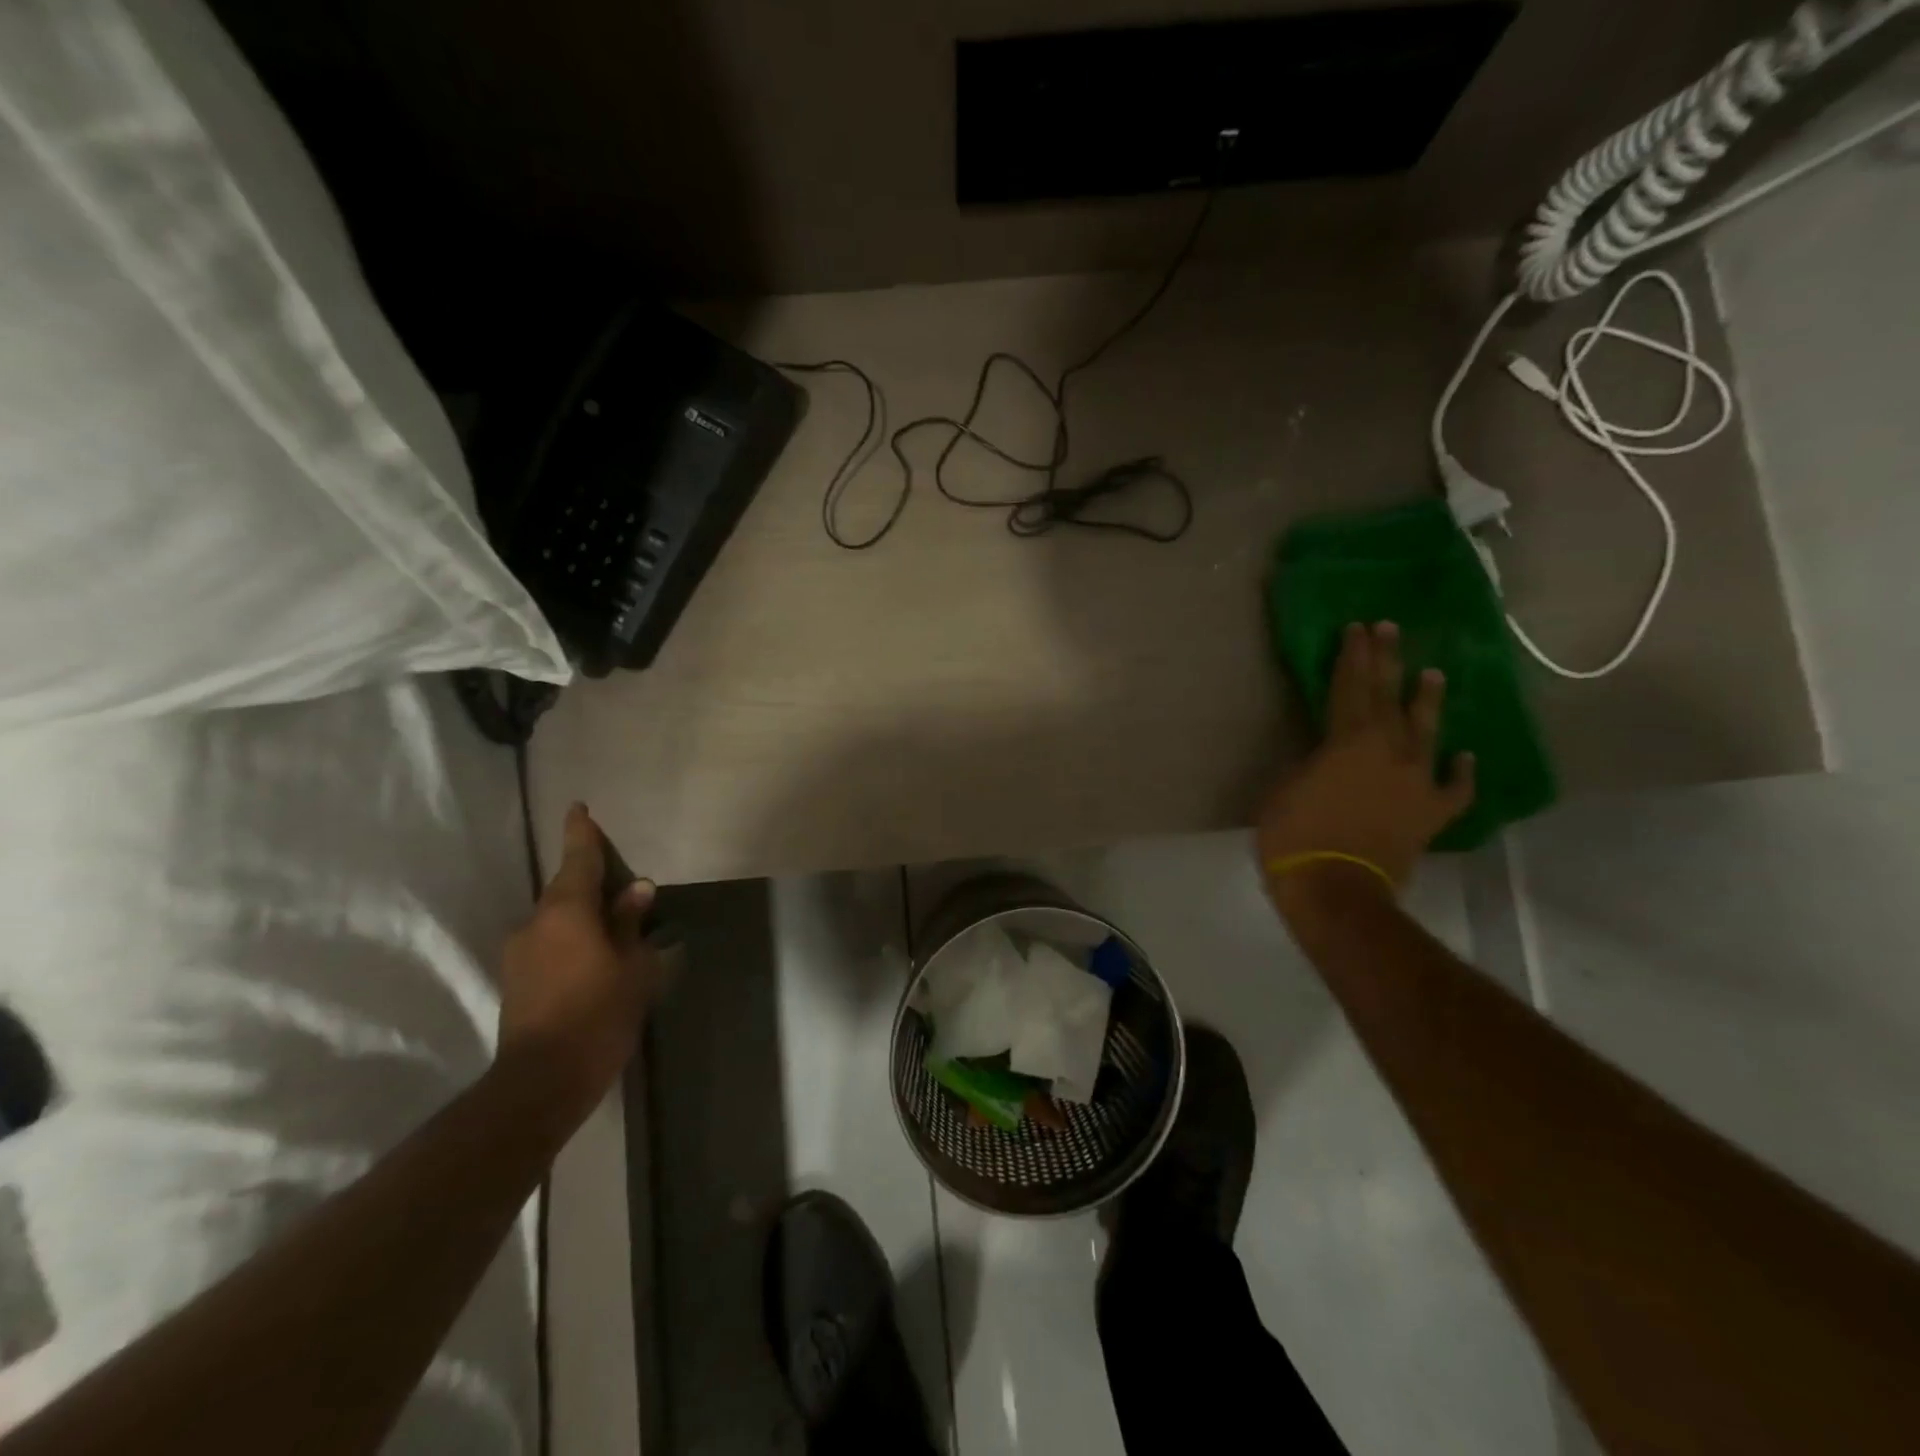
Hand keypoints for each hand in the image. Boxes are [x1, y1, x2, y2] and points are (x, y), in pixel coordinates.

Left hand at [494, 803, 664, 1123]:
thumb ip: (631, 923)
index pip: (576, 859)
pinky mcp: (515, 980)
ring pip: (557, 920)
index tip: (578, 807)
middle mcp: (535, 923)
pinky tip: (593, 961)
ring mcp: (519, 953)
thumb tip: (637, 888)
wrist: (541, 1081)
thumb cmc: (599, 1014)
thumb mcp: (632, 966)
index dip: (581, 832)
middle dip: (591, 883)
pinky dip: (571, 941)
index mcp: (566, 911)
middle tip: (622, 887)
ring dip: (582, 917)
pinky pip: (549, 943)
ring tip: (613, 931)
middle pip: (566, 890)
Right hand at [1259, 621, 1474, 916]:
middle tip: (1390, 629)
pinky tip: (1466, 758)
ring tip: (1433, 674)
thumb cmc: (1295, 836)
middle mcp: (1388, 751)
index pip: (1349, 687)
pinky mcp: (1431, 814)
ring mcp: (1417, 781)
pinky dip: (1462, 773)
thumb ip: (1308, 764)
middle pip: (1388, 697)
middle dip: (1386, 661)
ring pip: (1427, 732)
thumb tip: (1324, 760)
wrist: (1337, 888)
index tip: (1356, 628)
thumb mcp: (1282, 789)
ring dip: (1427, 701)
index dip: (1351, 656)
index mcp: (1347, 741)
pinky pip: (1454, 789)